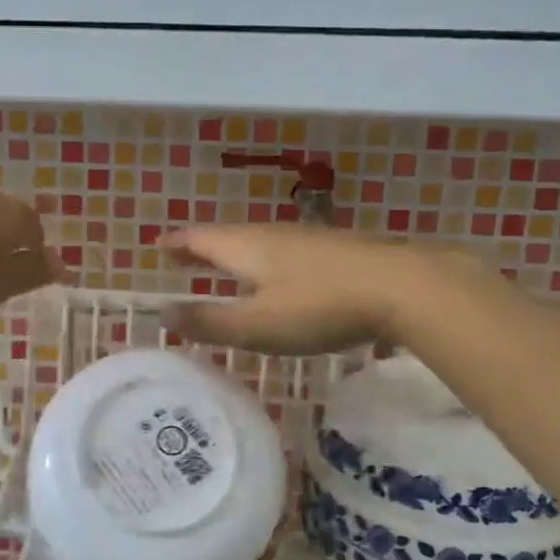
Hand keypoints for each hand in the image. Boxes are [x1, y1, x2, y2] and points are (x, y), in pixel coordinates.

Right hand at [161, 225, 435, 353]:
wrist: (402, 286)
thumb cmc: (319, 307)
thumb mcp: (257, 325)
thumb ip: (210, 322)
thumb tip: (163, 314)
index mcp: (246, 247)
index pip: (200, 239)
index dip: (177, 244)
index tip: (157, 245)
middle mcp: (271, 235)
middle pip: (227, 236)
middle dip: (202, 247)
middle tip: (182, 255)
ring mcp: (306, 240)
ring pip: (258, 242)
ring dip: (233, 252)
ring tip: (223, 265)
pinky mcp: (335, 251)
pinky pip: (283, 251)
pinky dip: (264, 260)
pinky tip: (278, 275)